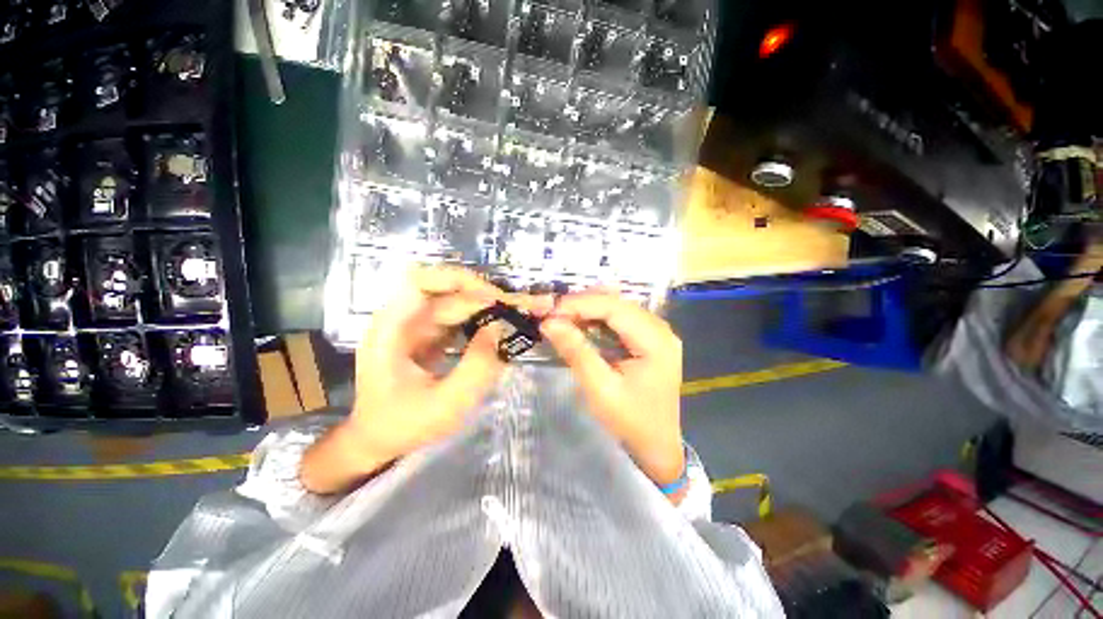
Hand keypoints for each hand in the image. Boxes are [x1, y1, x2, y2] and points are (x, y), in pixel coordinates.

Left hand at [301, 266, 506, 493]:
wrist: (378, 441)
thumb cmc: (405, 425)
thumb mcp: (446, 404)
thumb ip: (477, 366)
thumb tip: (500, 327)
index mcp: (392, 329)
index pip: (421, 281)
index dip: (459, 282)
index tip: (493, 299)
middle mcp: (401, 319)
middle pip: (446, 290)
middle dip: (483, 296)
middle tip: (516, 310)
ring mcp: (414, 325)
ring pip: (455, 301)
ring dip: (485, 306)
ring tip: (513, 316)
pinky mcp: (427, 334)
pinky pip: (457, 317)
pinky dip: (479, 319)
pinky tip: (497, 329)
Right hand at [540, 291, 684, 487]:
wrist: (656, 446)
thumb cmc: (630, 422)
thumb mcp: (600, 389)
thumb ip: (576, 351)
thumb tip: (549, 322)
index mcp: (656, 341)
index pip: (614, 308)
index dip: (580, 304)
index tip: (551, 310)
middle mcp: (661, 329)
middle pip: (617, 303)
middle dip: (582, 304)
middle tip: (552, 313)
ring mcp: (658, 333)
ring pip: (618, 307)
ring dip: (588, 309)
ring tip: (561, 316)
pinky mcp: (650, 339)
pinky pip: (621, 319)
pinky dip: (597, 318)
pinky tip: (580, 323)